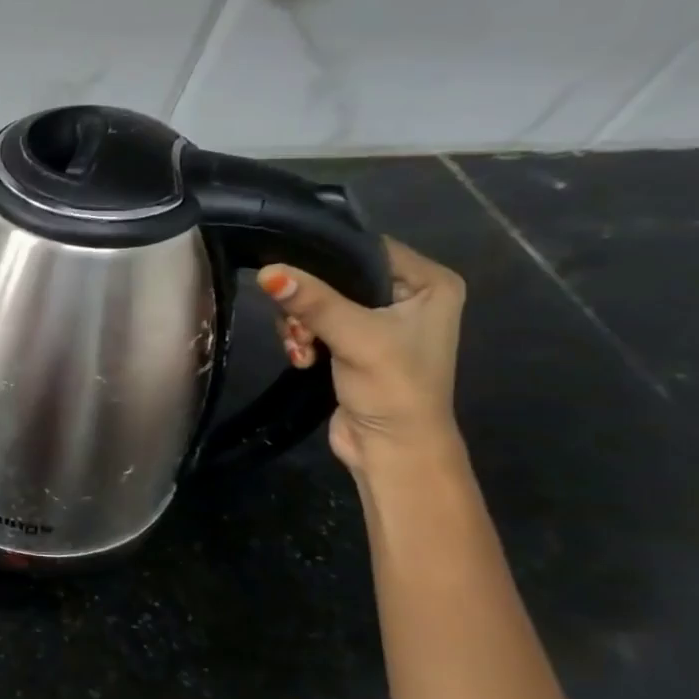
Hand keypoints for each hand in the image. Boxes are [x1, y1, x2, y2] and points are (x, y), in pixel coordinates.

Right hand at [257, 238, 465, 474]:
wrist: (392, 449)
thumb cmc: (393, 388)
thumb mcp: (354, 337)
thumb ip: (313, 302)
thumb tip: (269, 272)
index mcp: (430, 283)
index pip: (367, 248)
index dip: (326, 256)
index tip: (288, 270)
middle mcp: (408, 296)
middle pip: (337, 277)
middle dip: (307, 302)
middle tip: (299, 329)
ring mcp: (380, 322)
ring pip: (319, 302)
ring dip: (299, 326)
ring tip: (301, 351)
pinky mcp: (354, 345)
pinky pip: (315, 324)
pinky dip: (302, 340)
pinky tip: (301, 360)